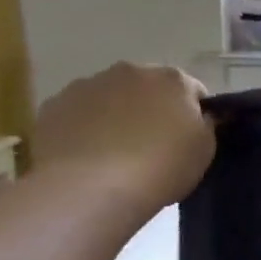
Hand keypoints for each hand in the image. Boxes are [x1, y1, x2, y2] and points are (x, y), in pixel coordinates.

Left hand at [30, 64, 214, 219]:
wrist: (91, 188)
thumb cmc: (160, 167)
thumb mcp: (204, 150)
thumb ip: (206, 125)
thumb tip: (202, 116)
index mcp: (173, 79)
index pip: (193, 91)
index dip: (194, 115)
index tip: (188, 140)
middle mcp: (131, 71)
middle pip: (148, 88)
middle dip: (152, 109)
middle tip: (152, 146)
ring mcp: (88, 85)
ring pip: (110, 97)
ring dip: (116, 115)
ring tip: (114, 154)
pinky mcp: (54, 105)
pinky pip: (78, 113)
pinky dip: (84, 127)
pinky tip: (86, 156)